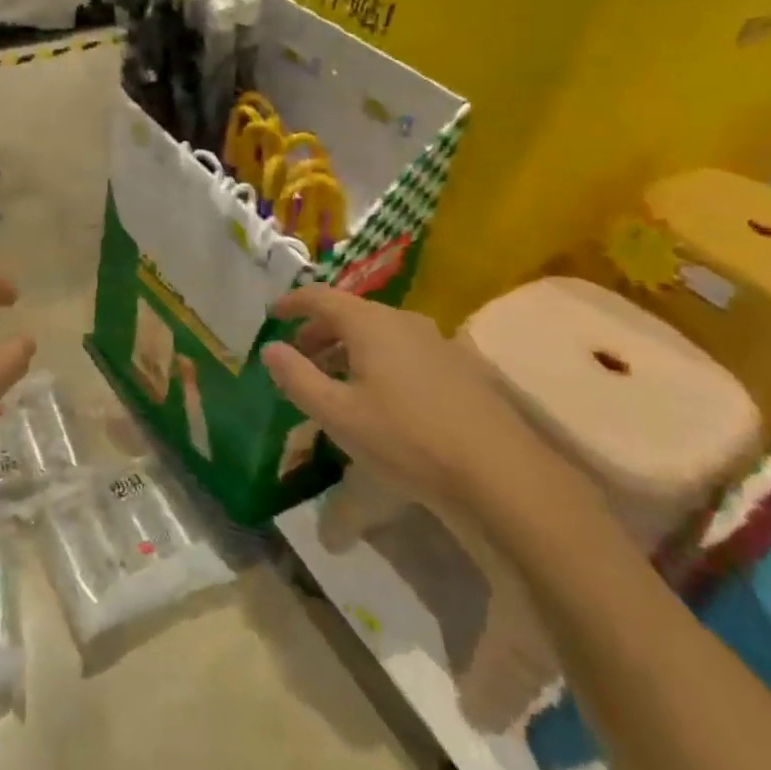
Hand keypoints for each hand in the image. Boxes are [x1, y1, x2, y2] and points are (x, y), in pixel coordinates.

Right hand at [260, 286, 583, 522]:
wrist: (500, 473)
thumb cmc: (406, 437)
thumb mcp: (338, 414)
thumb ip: (297, 377)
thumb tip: (270, 348)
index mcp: (369, 323)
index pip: (320, 296)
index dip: (293, 302)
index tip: (272, 313)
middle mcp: (403, 320)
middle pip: (351, 312)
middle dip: (319, 330)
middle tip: (298, 354)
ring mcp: (436, 341)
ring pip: (379, 332)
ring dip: (349, 346)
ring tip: (334, 377)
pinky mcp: (459, 366)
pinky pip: (404, 349)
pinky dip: (378, 359)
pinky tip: (380, 394)